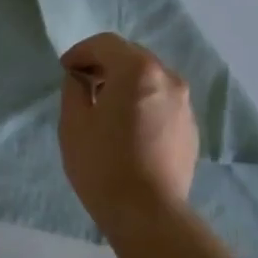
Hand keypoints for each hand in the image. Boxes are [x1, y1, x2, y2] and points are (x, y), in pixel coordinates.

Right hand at [57, 33, 197, 227]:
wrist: (148, 213)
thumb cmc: (103, 165)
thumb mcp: (73, 124)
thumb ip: (74, 89)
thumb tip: (81, 79)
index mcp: (137, 70)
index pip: (106, 44)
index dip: (81, 52)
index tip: (65, 70)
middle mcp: (167, 77)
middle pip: (132, 57)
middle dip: (105, 65)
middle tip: (83, 84)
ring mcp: (184, 103)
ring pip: (150, 79)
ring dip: (126, 84)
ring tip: (106, 108)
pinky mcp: (191, 127)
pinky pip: (162, 102)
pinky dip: (144, 103)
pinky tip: (129, 129)